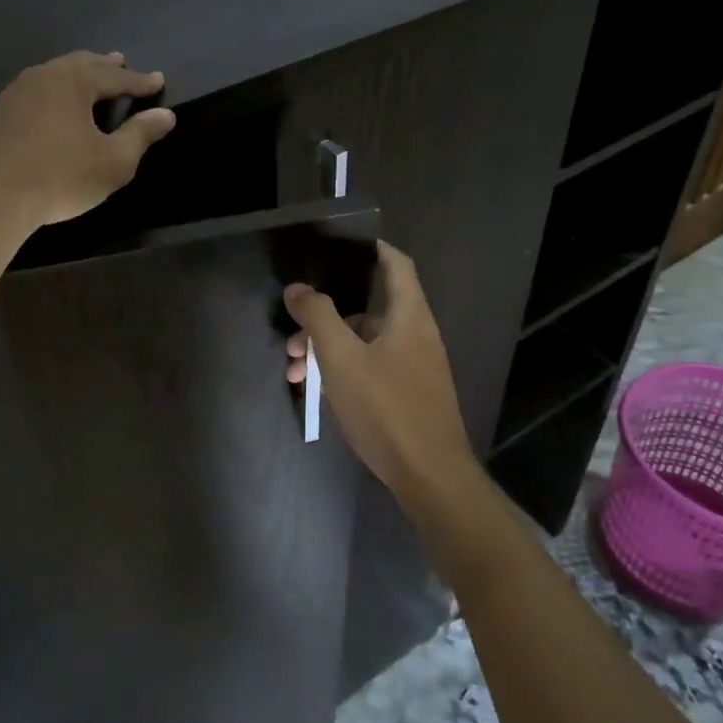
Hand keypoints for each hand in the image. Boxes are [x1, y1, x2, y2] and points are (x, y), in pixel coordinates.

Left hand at [0, 51, 176, 227]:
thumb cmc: (59, 178)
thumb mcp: (113, 162)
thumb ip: (140, 135)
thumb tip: (166, 115)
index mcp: (73, 83)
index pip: (115, 77)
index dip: (139, 81)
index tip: (157, 80)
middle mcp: (38, 79)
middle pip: (77, 65)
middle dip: (101, 65)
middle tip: (118, 61)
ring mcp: (6, 97)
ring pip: (45, 78)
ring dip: (68, 78)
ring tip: (80, 82)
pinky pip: (20, 102)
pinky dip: (38, 102)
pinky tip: (36, 115)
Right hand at [284, 242, 479, 500]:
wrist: (429, 476)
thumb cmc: (386, 407)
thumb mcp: (342, 358)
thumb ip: (318, 317)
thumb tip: (298, 287)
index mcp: (409, 315)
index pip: (395, 263)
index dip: (370, 248)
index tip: (336, 246)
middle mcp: (416, 334)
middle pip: (368, 308)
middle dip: (326, 316)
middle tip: (292, 334)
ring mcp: (414, 367)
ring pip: (364, 342)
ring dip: (328, 349)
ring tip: (293, 370)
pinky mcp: (408, 395)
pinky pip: (370, 367)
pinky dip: (343, 370)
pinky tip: (317, 391)